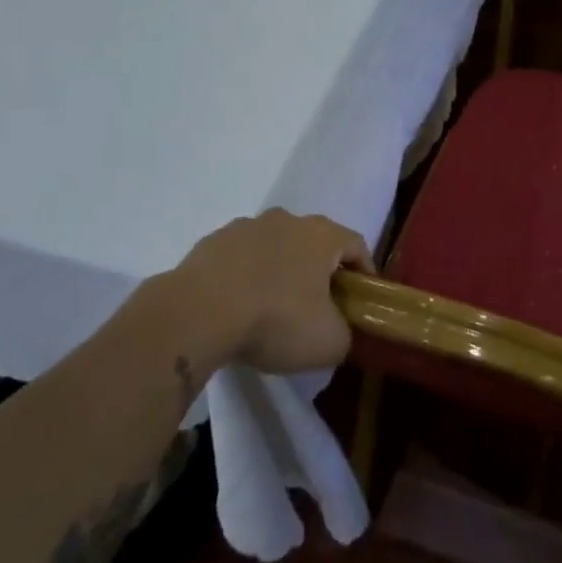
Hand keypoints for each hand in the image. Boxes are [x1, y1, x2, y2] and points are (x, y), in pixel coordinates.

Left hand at [172, 210, 373, 373]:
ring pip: (275, 246)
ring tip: (271, 307)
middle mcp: (288, 220)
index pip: (357, 245)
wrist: (197, 313)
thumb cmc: (275, 320)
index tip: (360, 300)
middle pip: (315, 242)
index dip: (364, 272)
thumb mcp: (328, 342)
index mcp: (323, 235)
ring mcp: (247, 227)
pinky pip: (240, 257)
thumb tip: (340, 331)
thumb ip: (346, 334)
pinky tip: (237, 306)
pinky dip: (245, 275)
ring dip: (279, 269)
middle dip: (319, 270)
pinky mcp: (212, 242)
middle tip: (317, 305)